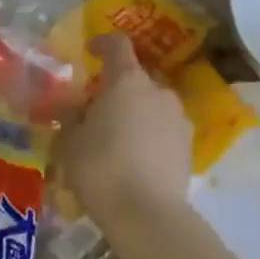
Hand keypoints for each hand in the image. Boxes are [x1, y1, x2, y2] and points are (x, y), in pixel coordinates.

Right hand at [53, 34, 192, 238]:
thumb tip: (71, 108)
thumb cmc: (101, 167)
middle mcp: (158, 91)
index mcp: (127, 80)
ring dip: (135, 112)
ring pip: (152, 105)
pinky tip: (134, 159)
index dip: (102, 43)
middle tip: (96, 108)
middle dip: (117, 88)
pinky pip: (163, 130)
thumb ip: (70, 117)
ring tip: (116, 138)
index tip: (89, 51)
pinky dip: (149, 135)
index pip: (117, 45)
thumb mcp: (70, 141)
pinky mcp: (189, 147)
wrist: (147, 214)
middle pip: (136, 78)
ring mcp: (178, 119)